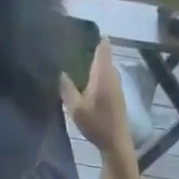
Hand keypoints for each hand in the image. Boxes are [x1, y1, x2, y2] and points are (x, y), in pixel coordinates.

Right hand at [60, 40, 132, 154]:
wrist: (117, 144)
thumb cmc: (97, 125)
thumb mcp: (76, 108)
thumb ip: (67, 87)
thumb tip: (60, 72)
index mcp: (103, 72)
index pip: (102, 44)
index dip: (92, 35)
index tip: (78, 33)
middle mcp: (113, 74)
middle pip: (103, 55)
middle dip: (89, 50)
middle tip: (71, 48)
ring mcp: (117, 86)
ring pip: (104, 68)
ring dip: (93, 65)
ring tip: (75, 64)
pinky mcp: (118, 97)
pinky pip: (107, 79)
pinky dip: (97, 77)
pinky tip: (86, 83)